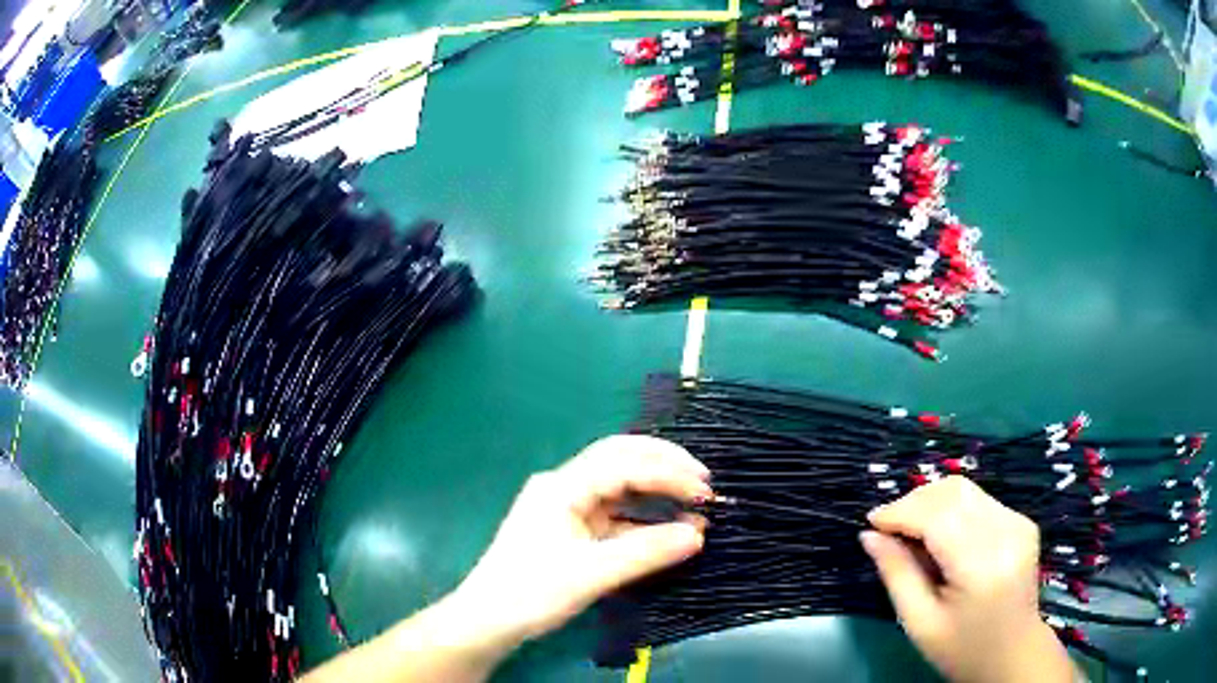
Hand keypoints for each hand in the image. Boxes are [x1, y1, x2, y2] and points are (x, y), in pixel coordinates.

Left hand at [448, 435, 710, 649]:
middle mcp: (564, 486)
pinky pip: (614, 513)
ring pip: (619, 485)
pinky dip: (643, 518)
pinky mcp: (571, 528)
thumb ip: (646, 552)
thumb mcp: (592, 574)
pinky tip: (667, 529)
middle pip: (620, 460)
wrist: (489, 619)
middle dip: (664, 466)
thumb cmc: (532, 592)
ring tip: (693, 501)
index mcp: (562, 487)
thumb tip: (698, 535)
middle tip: (703, 482)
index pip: (623, 464)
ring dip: (656, 491)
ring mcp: (567, 506)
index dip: (667, 473)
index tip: (704, 491)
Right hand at [861, 477, 1074, 682]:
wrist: (1012, 655)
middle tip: (887, 527)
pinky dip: (951, 509)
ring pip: (966, 490)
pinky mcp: (1022, 522)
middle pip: (954, 493)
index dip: (901, 512)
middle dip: (914, 502)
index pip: (938, 517)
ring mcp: (1019, 523)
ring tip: (909, 530)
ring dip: (931, 502)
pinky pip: (979, 501)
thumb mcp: (920, 623)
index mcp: (983, 565)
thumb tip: (869, 535)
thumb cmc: (961, 650)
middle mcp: (1007, 532)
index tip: (870, 522)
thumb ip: (896, 574)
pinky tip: (938, 535)